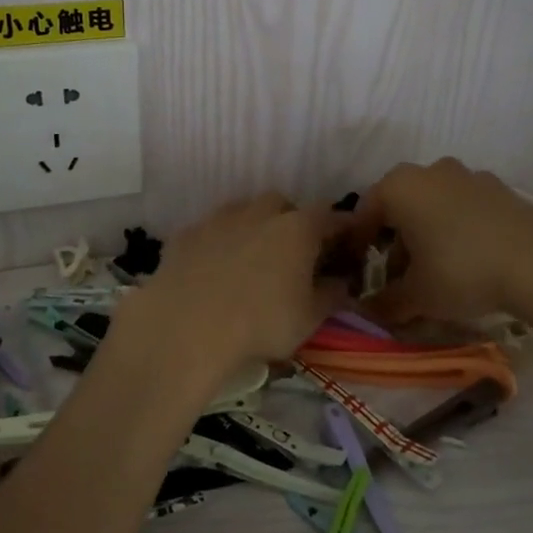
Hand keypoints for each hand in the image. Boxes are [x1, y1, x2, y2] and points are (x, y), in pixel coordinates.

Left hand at [109, 193, 347, 387]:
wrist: (186, 326)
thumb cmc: (260, 323)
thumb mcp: (309, 319)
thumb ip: (332, 295)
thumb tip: (342, 282)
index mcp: (298, 228)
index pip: (330, 217)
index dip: (341, 230)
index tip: (345, 247)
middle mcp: (260, 212)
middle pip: (283, 205)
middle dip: (291, 223)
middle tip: (293, 254)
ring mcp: (220, 218)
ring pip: (244, 211)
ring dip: (253, 227)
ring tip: (252, 260)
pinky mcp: (187, 232)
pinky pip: (211, 230)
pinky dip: (219, 243)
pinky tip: (213, 269)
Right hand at [350, 158, 532, 324]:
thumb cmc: (461, 270)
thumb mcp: (417, 295)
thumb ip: (386, 303)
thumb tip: (367, 312)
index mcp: (399, 187)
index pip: (365, 212)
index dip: (358, 244)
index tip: (359, 270)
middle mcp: (430, 171)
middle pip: (400, 206)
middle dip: (396, 240)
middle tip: (400, 276)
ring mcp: (468, 175)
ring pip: (433, 204)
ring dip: (427, 233)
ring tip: (436, 272)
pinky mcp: (499, 188)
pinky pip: (464, 207)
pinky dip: (457, 229)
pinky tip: (469, 260)